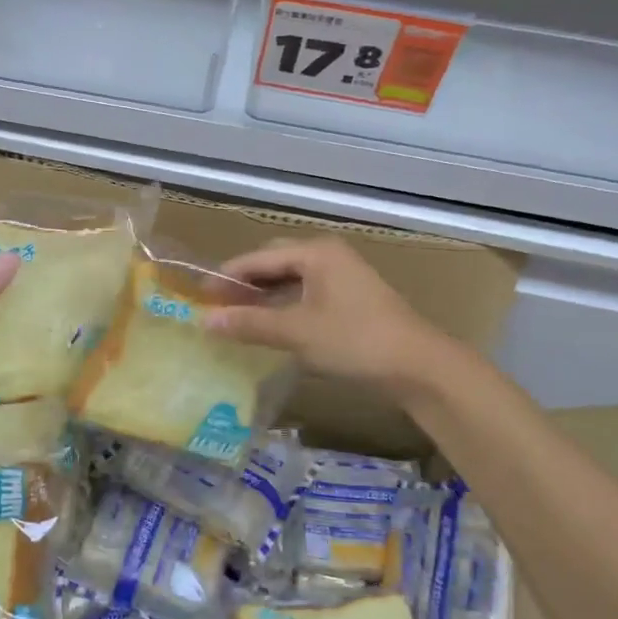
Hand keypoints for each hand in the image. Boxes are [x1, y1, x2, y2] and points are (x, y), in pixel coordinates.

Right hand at [203, 238, 453, 394]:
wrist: (418, 366)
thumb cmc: (355, 340)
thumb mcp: (297, 332)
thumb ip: (249, 323)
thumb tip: (205, 320)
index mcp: (315, 252)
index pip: (258, 258)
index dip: (226, 277)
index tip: (199, 295)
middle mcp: (328, 256)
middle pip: (274, 263)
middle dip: (244, 284)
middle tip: (216, 306)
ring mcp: (342, 277)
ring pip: (291, 280)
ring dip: (264, 297)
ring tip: (237, 317)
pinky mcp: (351, 299)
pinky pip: (306, 295)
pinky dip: (284, 307)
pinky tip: (271, 326)